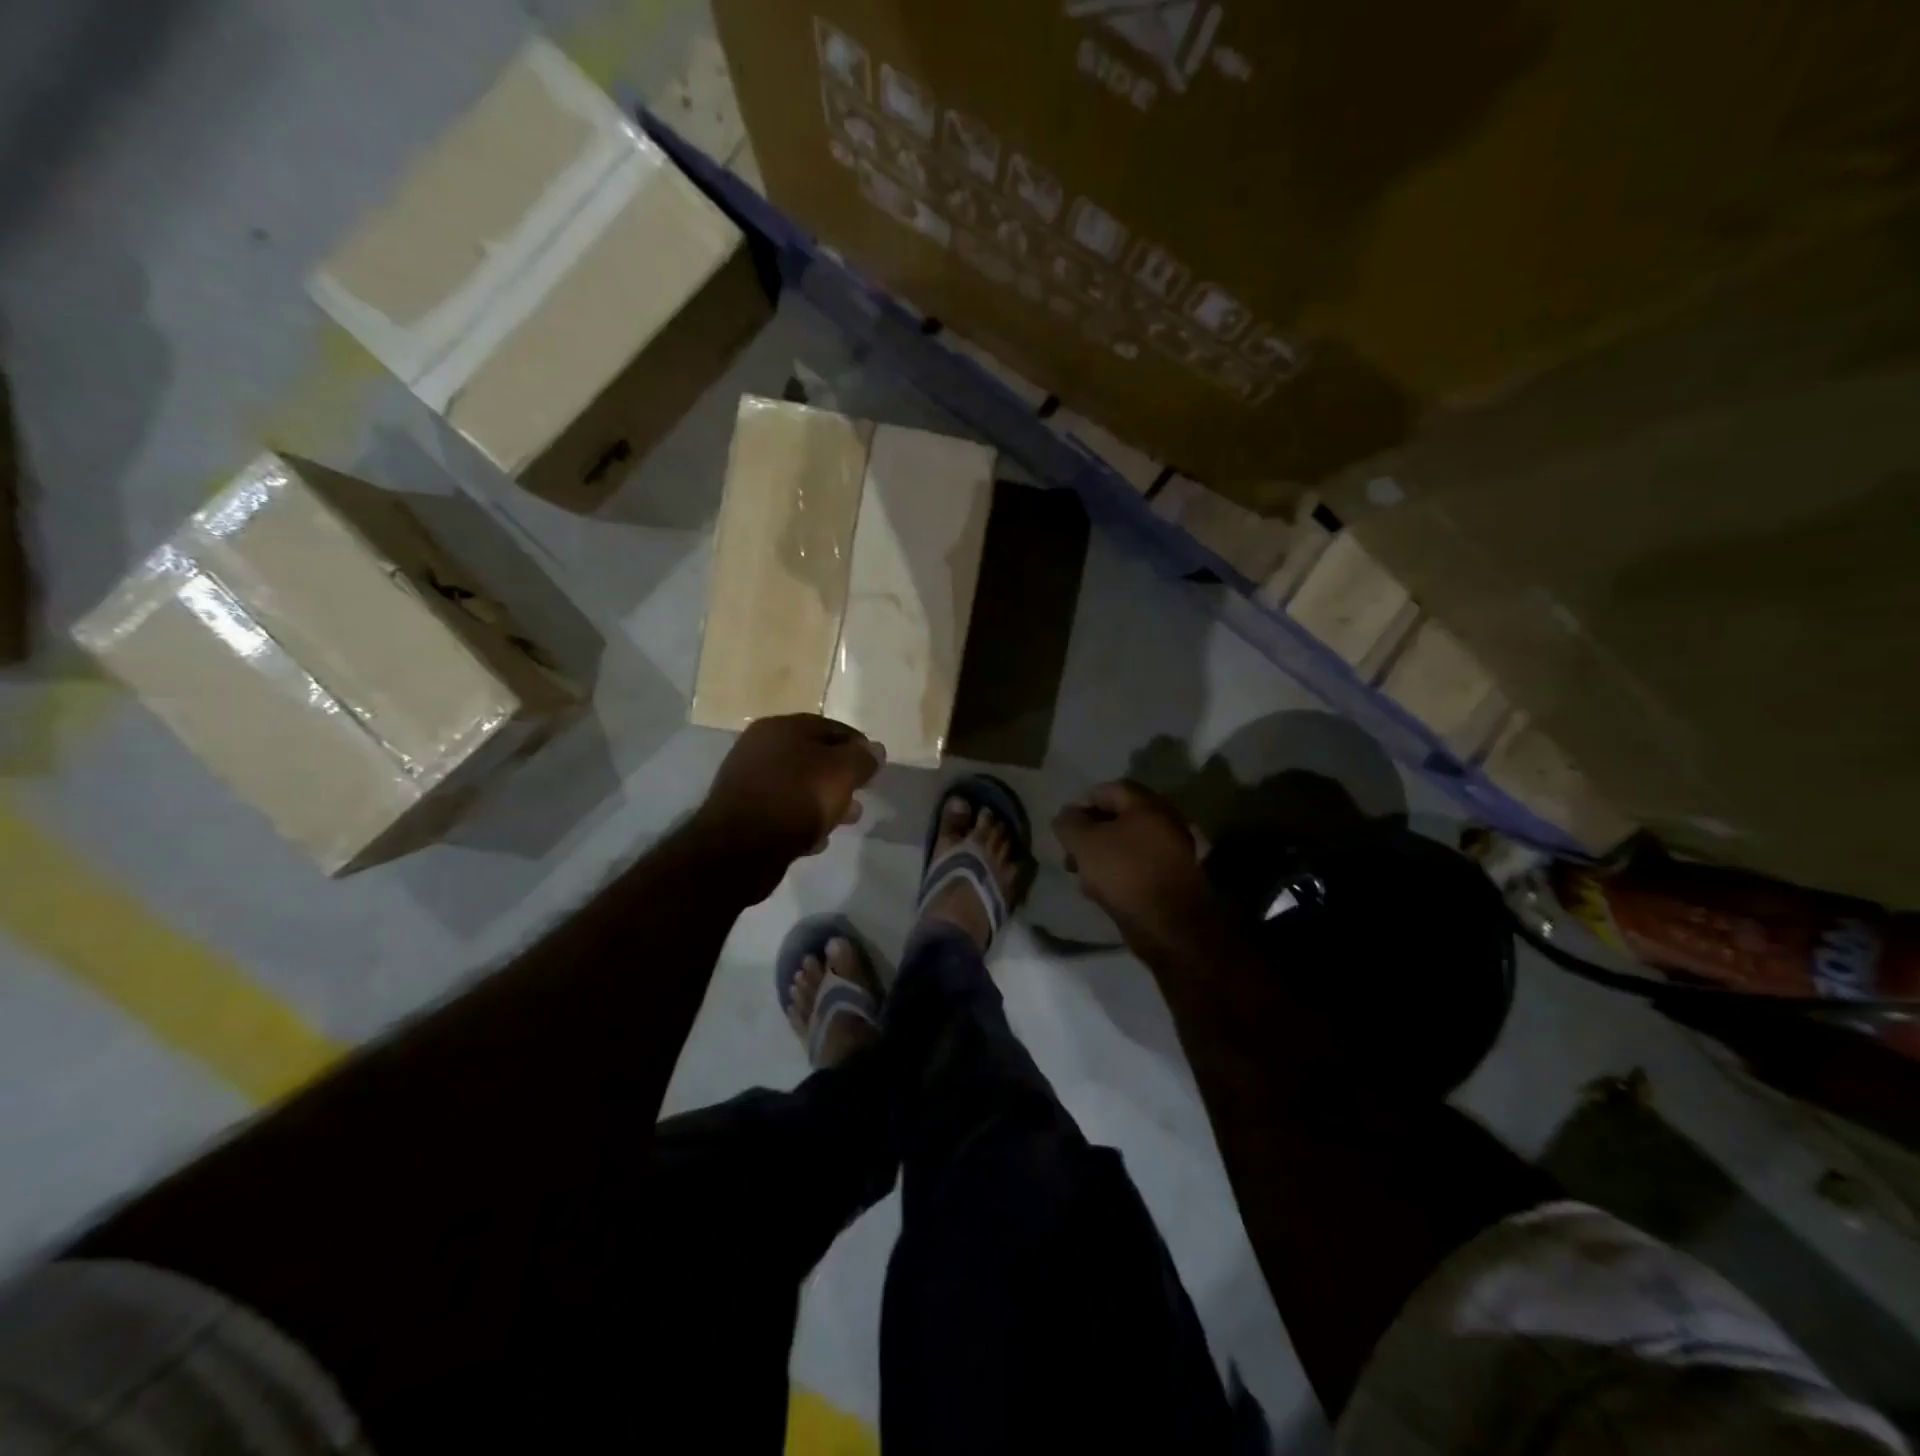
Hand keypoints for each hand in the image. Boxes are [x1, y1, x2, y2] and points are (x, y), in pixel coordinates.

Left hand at [696, 714, 882, 868]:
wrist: (741, 847)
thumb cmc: (797, 798)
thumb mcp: (841, 772)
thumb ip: (862, 758)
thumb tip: (875, 750)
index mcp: (782, 727)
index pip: (832, 728)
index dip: (858, 746)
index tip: (875, 768)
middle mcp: (760, 747)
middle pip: (814, 757)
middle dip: (841, 776)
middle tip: (861, 795)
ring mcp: (748, 780)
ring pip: (799, 785)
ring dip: (824, 800)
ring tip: (845, 820)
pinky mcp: (743, 813)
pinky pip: (782, 810)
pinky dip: (801, 819)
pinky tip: (815, 838)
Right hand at [1054, 780, 1210, 940]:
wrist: (1169, 925)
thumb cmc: (1124, 873)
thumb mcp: (1085, 843)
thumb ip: (1069, 823)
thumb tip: (1066, 816)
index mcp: (1147, 805)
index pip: (1109, 789)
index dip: (1082, 803)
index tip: (1065, 825)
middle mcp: (1165, 821)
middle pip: (1119, 817)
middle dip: (1090, 832)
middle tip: (1070, 851)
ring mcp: (1172, 851)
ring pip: (1128, 844)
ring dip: (1102, 854)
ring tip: (1081, 873)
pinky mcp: (1173, 878)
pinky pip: (1139, 865)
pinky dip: (1119, 871)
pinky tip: (1102, 889)